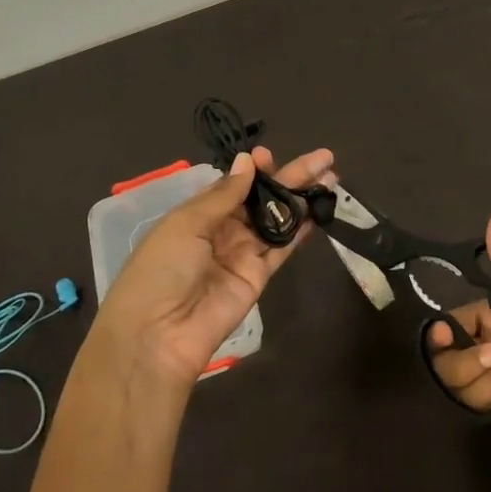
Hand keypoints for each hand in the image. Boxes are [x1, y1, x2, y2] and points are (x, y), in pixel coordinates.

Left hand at [95, 145, 333, 390]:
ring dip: (302, 198)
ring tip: (331, 177)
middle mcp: (223, 230)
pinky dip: (301, 228)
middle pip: (262, 198)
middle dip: (291, 176)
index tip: (269, 156)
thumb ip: (223, 195)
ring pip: (278, 219)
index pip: (234, 185)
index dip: (254, 170)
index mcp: (198, 214)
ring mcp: (243, 253)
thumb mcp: (186, 224)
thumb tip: (248, 161)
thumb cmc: (161, 269)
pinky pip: (283, 246)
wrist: (159, 334)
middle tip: (324, 158)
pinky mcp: (259, 275)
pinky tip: (319, 208)